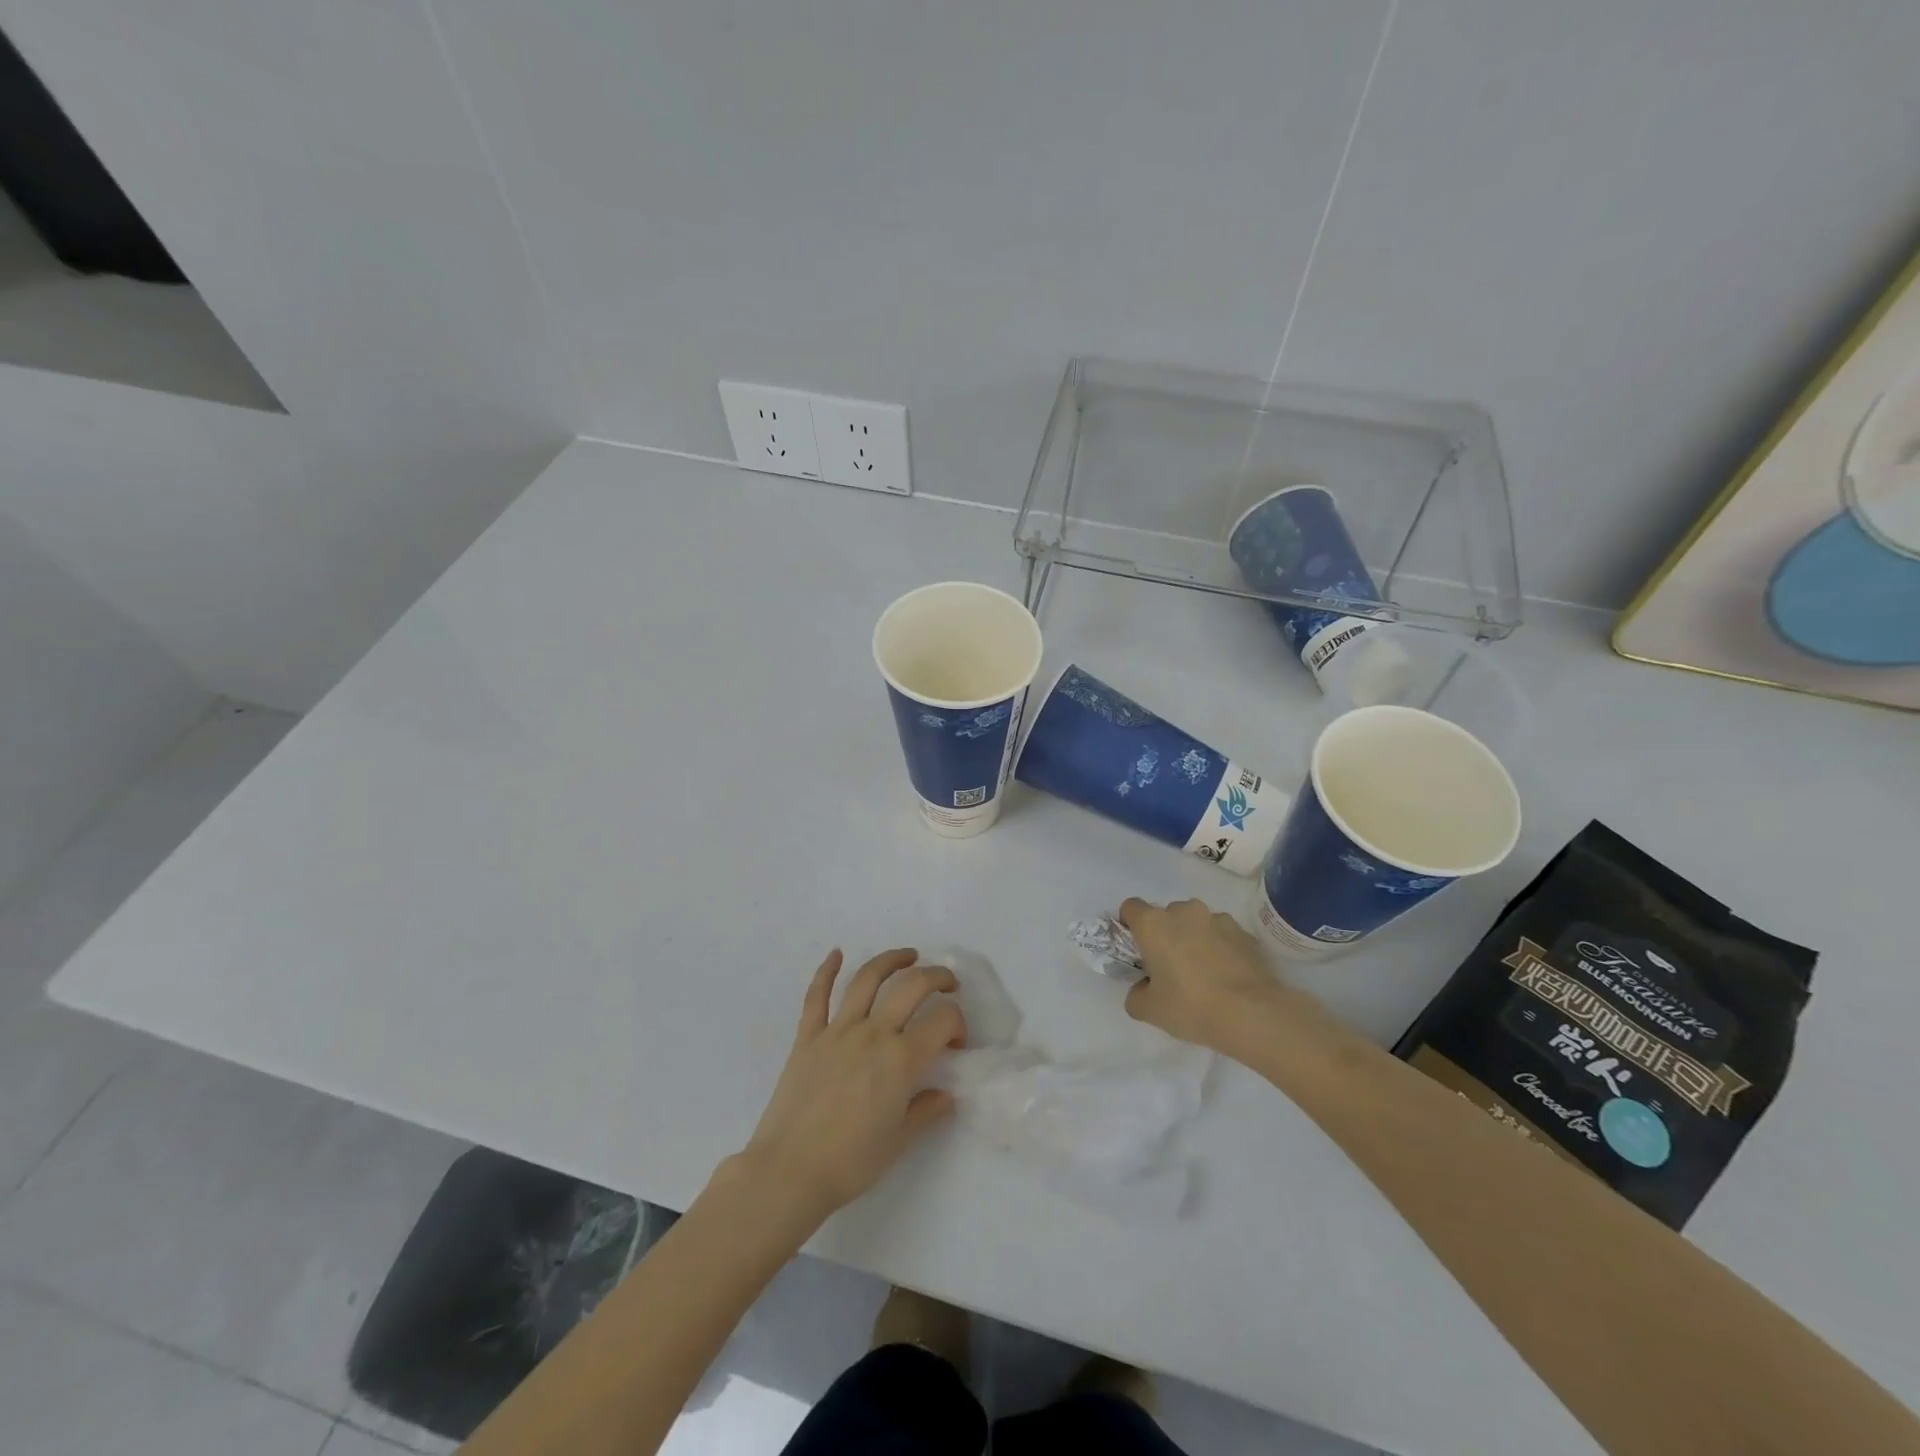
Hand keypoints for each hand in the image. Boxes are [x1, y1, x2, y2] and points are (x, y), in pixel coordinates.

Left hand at [737, 948, 965, 1227]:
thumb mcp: (898, 1141)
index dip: (958, 1024)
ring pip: (867, 979)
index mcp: (901, 1060)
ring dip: (891, 960)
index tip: (956, 1043)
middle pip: (912, 986)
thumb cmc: (850, 1163)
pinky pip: (817, 995)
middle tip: (948, 985)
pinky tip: (836, 954)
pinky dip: (826, 970)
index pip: (943, 1021)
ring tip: (909, 955)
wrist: (788, 1172)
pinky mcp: (807, 1036)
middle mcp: (873, 1033)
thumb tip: (946, 1094)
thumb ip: (926, 1110)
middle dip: (937, 977)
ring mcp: (837, 1030)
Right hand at [1118, 897, 1291, 1051]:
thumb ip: (1136, 994)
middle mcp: (1183, 911)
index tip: (1136, 950)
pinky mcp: (1243, 932)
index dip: (1129, 926)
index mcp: (1154, 924)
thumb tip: (1143, 987)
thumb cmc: (1191, 1006)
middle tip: (1170, 967)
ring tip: (1203, 972)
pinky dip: (1219, 947)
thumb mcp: (1149, 1010)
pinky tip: (1226, 975)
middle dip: (1165, 934)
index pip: (1130, 908)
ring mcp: (1217, 918)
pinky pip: (1222, 934)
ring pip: (1196, 922)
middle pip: (1165, 915)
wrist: (1252, 1013)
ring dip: (1193, 938)